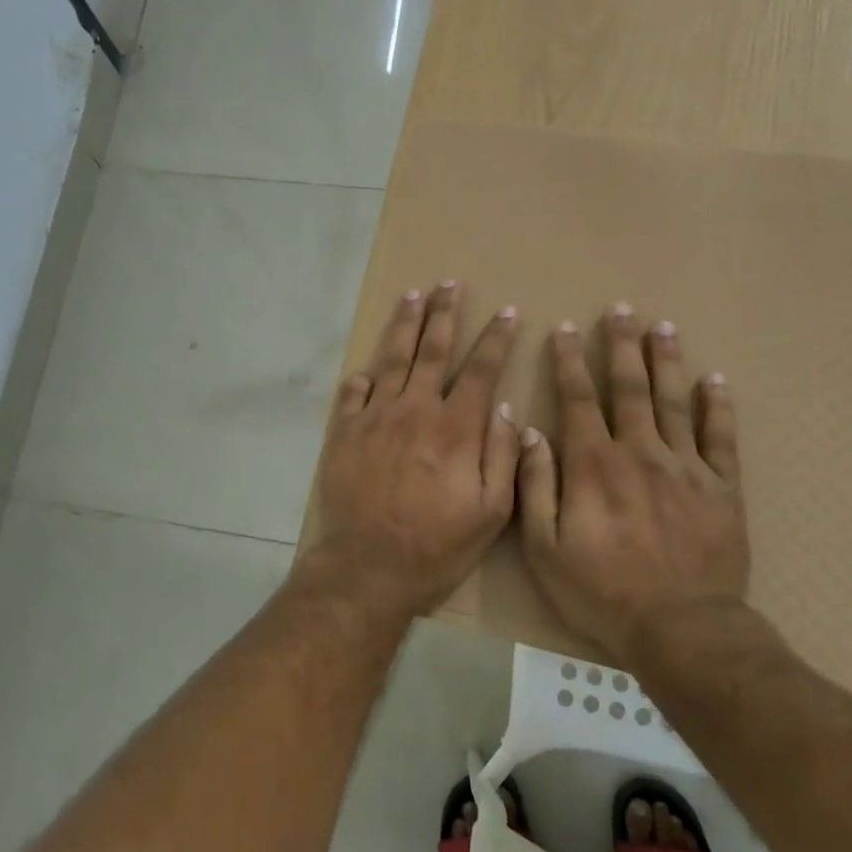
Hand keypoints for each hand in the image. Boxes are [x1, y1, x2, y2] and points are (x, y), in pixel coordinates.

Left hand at [304, 282, 521, 620]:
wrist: (368, 567)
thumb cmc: (437, 546)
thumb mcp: (490, 513)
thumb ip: (501, 457)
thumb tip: (502, 410)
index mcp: (455, 428)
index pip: (481, 370)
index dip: (496, 338)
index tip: (507, 311)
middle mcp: (415, 410)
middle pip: (432, 350)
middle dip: (443, 313)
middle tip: (448, 284)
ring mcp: (375, 417)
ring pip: (392, 359)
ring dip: (404, 325)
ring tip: (411, 297)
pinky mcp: (344, 432)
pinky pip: (353, 393)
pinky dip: (362, 377)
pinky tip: (366, 368)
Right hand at [516, 305, 748, 663]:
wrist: (682, 629)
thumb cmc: (603, 591)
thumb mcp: (545, 547)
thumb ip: (536, 486)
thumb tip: (529, 433)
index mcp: (594, 464)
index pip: (578, 399)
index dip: (570, 361)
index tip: (566, 329)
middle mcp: (640, 452)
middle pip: (630, 388)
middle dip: (623, 346)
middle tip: (622, 310)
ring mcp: (687, 467)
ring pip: (675, 401)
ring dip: (667, 361)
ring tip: (663, 327)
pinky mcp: (722, 488)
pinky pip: (721, 438)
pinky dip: (718, 407)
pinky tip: (715, 380)